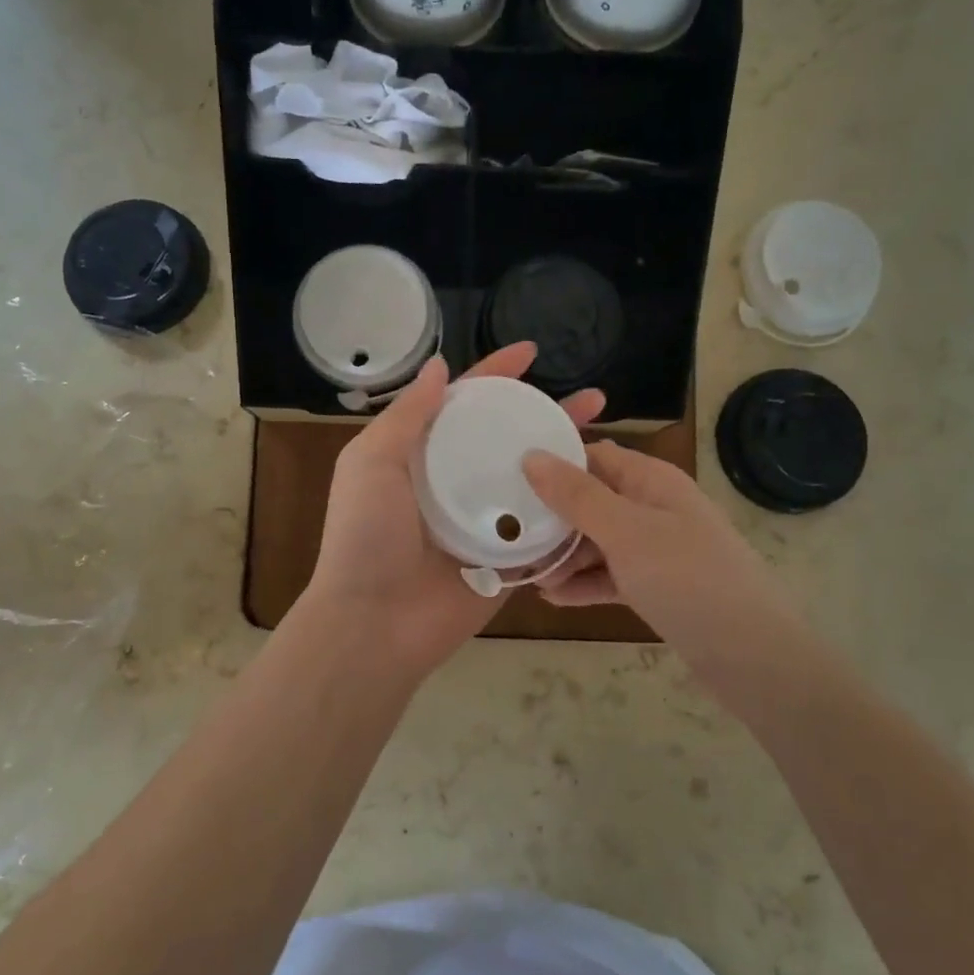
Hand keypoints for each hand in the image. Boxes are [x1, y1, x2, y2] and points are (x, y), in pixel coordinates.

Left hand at [300, 343, 603, 682]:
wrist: (376, 622)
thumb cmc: (367, 535)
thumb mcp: (372, 462)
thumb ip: (407, 415)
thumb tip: (441, 366)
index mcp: (422, 455)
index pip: (465, 403)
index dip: (495, 374)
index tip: (532, 351)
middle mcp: (457, 481)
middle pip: (508, 437)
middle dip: (547, 414)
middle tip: (593, 398)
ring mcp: (485, 520)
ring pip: (533, 479)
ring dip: (567, 456)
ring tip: (606, 436)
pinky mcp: (508, 558)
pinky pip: (544, 527)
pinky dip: (569, 507)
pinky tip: (603, 489)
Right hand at [522, 442, 796, 676]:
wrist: (752, 656)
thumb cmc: (687, 578)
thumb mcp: (626, 532)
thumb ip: (577, 495)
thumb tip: (532, 456)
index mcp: (652, 481)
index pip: (594, 456)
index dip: (554, 463)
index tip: (508, 478)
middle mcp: (654, 508)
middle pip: (592, 500)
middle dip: (553, 517)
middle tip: (510, 534)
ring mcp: (657, 549)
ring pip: (599, 541)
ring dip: (564, 555)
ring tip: (527, 574)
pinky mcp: (657, 586)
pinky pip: (612, 575)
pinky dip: (585, 583)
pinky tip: (552, 598)